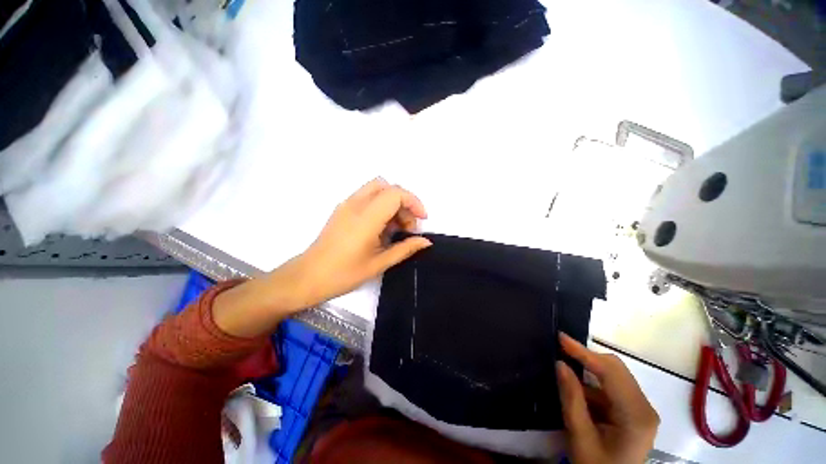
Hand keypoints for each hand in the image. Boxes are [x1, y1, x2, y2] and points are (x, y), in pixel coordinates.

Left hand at [212, 178, 431, 337]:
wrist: (308, 276)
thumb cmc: (344, 274)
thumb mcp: (379, 263)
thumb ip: (405, 249)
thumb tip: (426, 242)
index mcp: (366, 218)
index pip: (396, 194)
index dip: (414, 202)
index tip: (421, 220)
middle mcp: (356, 204)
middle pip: (387, 186)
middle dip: (404, 203)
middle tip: (407, 227)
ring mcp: (347, 204)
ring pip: (377, 189)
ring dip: (392, 203)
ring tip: (395, 229)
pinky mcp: (342, 209)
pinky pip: (367, 196)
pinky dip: (381, 205)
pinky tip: (381, 228)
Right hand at [556, 333, 659, 463]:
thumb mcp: (579, 436)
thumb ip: (572, 399)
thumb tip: (560, 363)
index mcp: (636, 416)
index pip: (610, 372)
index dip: (584, 352)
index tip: (561, 337)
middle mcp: (645, 408)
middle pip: (616, 369)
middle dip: (587, 358)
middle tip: (560, 350)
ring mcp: (642, 410)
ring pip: (614, 376)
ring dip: (589, 371)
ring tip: (567, 370)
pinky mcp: (635, 412)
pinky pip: (613, 387)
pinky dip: (593, 384)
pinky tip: (579, 391)